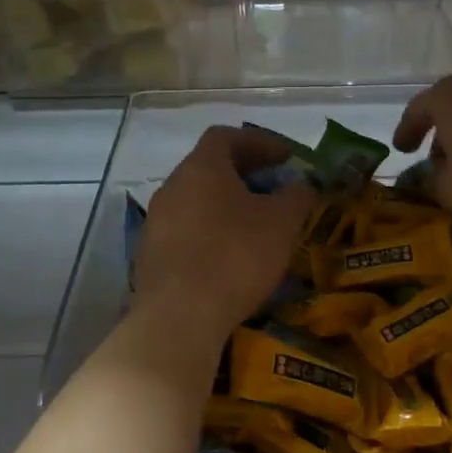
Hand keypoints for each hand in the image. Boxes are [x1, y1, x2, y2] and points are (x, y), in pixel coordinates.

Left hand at [134, 126, 312, 340]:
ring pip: (195, 201)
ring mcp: (155, 221)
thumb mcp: (282, 223)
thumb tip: (302, 184)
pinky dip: (209, 232)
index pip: (226, 136)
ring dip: (225, 205)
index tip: (285, 158)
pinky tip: (227, 256)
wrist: (179, 316)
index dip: (258, 142)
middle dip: (243, 174)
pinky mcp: (149, 255)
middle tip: (273, 190)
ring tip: (254, 225)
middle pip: (208, 167)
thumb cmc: (235, 256)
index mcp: (201, 167)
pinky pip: (185, 231)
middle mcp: (172, 186)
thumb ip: (296, 196)